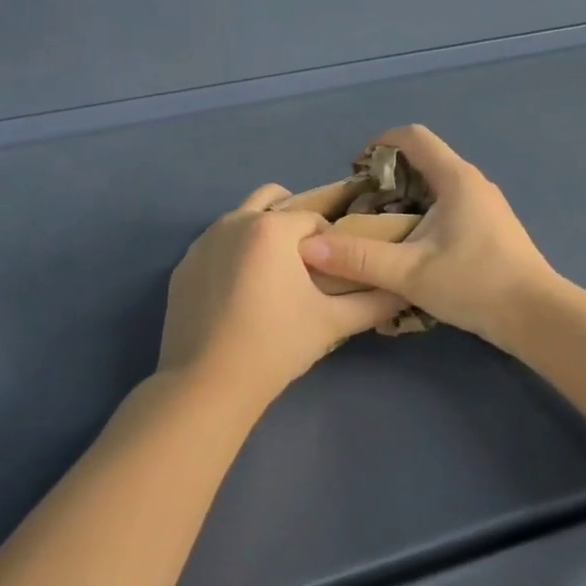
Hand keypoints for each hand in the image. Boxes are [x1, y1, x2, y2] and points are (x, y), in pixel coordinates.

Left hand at [158, 183, 406, 409]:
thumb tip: (403, 289)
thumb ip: (374, 301)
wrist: (207, 384)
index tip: (333, 272)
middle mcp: (233, 221)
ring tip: (272, 280)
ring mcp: (202, 242)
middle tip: (305, 264)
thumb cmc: (276, 345)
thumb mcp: (333, 323)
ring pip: (242, 221)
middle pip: (273, 201)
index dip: (330, 242)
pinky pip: (216, 247)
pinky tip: (239, 296)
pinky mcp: (183, 266)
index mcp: (271, 227)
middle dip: (293, 223)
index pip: (314, 219)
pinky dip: (233, 257)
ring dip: (262, 236)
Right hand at [297, 125, 556, 345]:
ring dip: (405, 198)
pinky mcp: (491, 226)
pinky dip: (424, 213)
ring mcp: (486, 204)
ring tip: (381, 229)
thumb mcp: (408, 273)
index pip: (413, 137)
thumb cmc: (474, 284)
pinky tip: (413, 247)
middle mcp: (473, 182)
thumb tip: (308, 247)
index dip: (379, 144)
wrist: (536, 316)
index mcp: (455, 178)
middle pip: (423, 160)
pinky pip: (450, 205)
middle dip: (387, 177)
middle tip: (361, 207)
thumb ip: (358, 258)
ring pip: (437, 185)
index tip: (355, 171)